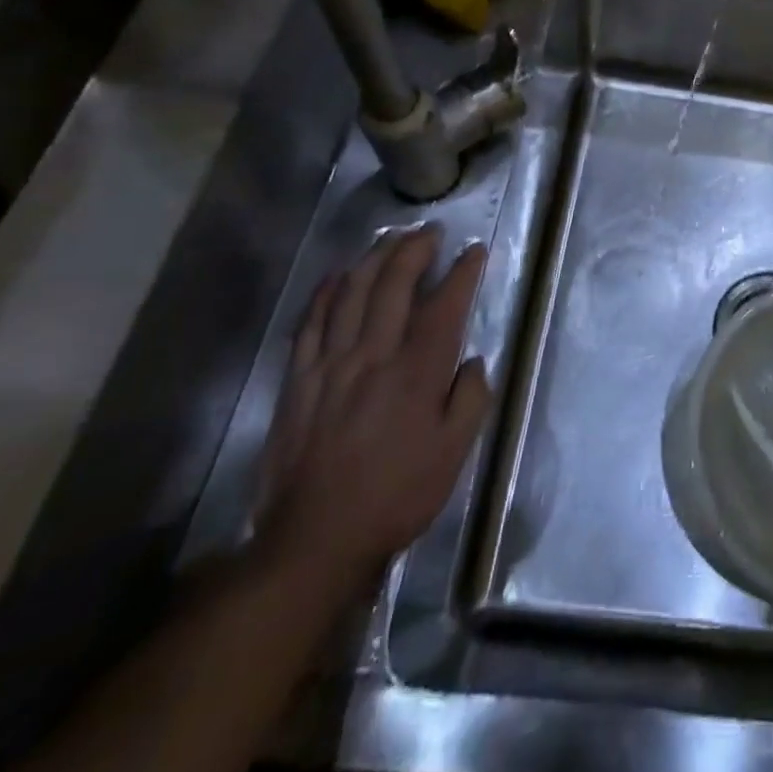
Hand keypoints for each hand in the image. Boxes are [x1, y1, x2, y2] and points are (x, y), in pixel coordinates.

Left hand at [256, 227, 491, 588]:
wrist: (314, 540)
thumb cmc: (396, 496)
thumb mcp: (454, 454)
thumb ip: (471, 400)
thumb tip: (473, 362)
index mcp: (416, 372)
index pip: (444, 305)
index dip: (462, 272)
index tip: (474, 251)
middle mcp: (373, 355)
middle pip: (393, 284)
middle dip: (415, 249)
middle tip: (430, 231)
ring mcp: (330, 364)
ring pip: (351, 292)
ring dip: (373, 258)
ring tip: (391, 238)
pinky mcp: (298, 380)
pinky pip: (311, 322)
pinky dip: (326, 292)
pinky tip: (337, 275)